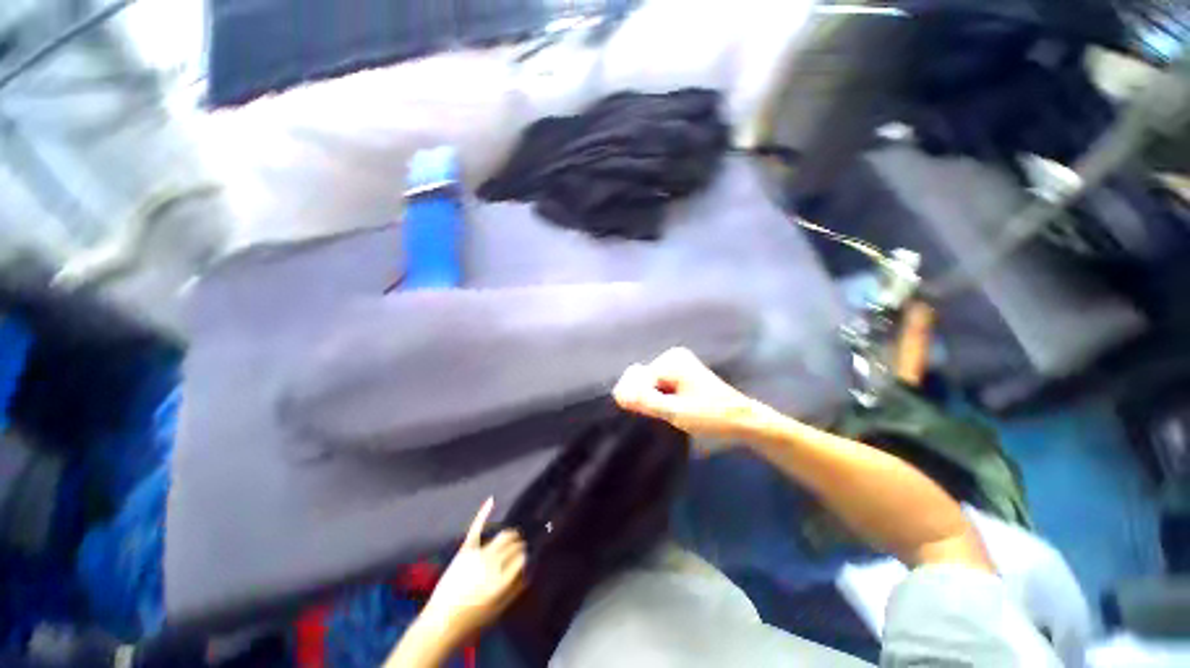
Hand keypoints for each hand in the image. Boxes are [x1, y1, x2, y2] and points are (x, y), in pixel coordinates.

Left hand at [421, 499, 526, 641]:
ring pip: (503, 535)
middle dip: (519, 545)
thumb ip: (516, 588)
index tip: (526, 560)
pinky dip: (484, 513)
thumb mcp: (499, 609)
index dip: (525, 557)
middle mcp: (493, 563)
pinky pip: (477, 527)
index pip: (523, 557)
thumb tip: (529, 570)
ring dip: (510, 535)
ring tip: (512, 538)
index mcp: (503, 579)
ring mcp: (479, 554)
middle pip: (514, 544)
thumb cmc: (473, 619)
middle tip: (519, 550)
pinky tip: (492, 500)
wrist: (441, 623)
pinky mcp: (465, 550)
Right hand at [612, 347, 765, 441]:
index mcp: (672, 360)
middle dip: (645, 398)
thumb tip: (618, 393)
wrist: (744, 421)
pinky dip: (660, 399)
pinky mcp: (681, 375)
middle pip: (643, 380)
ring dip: (653, 401)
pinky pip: (659, 386)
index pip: (638, 379)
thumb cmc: (712, 416)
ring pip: (650, 385)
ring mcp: (677, 365)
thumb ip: (645, 401)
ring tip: (667, 416)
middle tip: (661, 417)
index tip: (647, 416)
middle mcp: (673, 357)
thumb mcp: (675, 411)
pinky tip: (670, 411)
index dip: (638, 399)